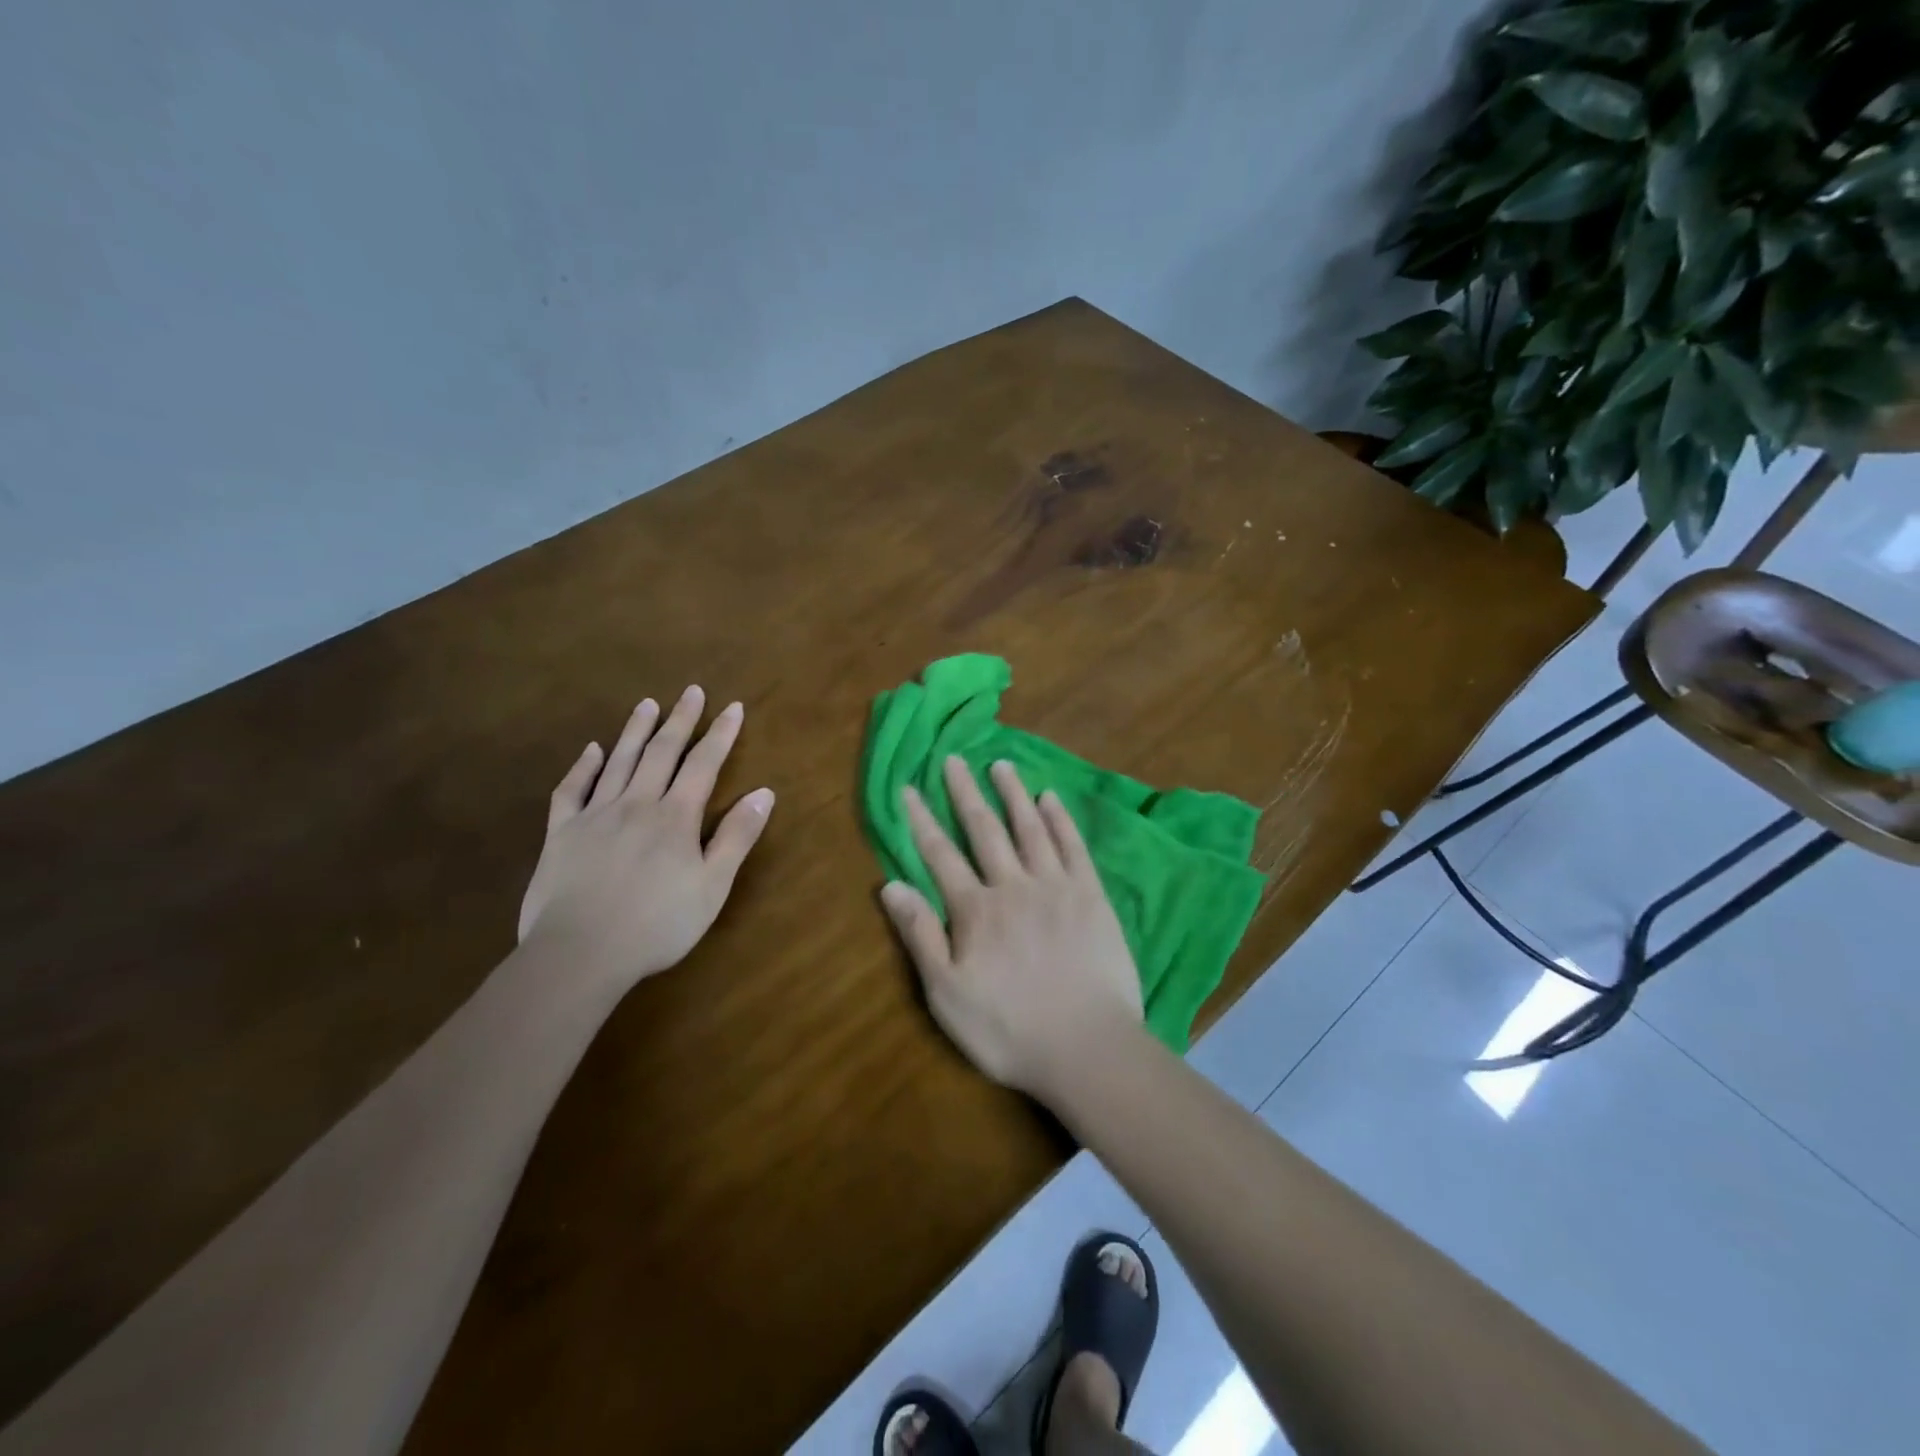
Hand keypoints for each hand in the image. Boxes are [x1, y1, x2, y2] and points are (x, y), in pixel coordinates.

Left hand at [518, 685, 774, 990]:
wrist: (579, 952)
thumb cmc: (657, 924)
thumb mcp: (713, 885)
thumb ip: (737, 836)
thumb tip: (764, 792)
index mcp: (675, 817)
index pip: (703, 764)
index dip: (720, 734)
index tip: (732, 707)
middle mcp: (637, 803)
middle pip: (661, 752)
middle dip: (680, 720)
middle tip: (691, 691)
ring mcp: (595, 815)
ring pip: (619, 761)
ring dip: (635, 730)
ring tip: (648, 704)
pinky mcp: (562, 833)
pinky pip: (572, 790)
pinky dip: (583, 766)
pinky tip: (592, 750)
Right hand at [880, 755, 1142, 1096]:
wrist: (1087, 1046)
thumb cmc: (1008, 1028)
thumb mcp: (946, 993)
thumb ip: (919, 935)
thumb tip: (890, 885)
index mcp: (975, 909)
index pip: (940, 855)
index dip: (921, 820)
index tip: (908, 788)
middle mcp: (1013, 885)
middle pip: (984, 830)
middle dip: (965, 793)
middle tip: (954, 760)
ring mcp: (1055, 886)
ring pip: (1029, 828)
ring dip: (1013, 794)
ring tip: (1001, 764)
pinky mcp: (1091, 896)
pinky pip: (1073, 847)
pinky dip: (1060, 820)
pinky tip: (1051, 799)